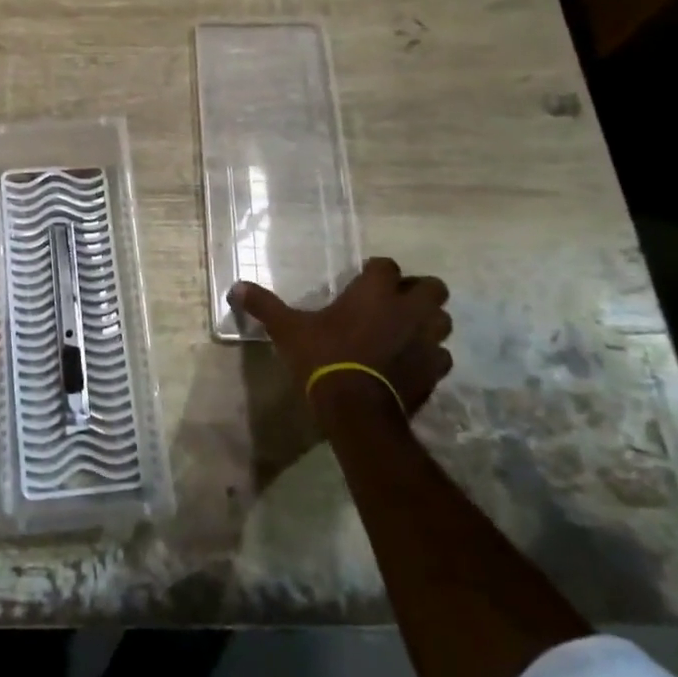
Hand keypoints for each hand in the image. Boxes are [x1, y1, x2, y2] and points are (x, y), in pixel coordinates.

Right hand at [232, 257, 451, 417]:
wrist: (358, 411)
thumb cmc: (323, 359)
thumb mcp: (288, 330)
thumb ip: (265, 306)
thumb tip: (235, 287)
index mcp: (375, 291)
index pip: (386, 265)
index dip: (376, 272)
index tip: (362, 282)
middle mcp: (408, 309)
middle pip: (432, 287)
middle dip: (418, 291)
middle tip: (394, 303)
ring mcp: (427, 340)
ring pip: (443, 320)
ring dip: (429, 322)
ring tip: (407, 331)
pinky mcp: (435, 370)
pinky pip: (442, 355)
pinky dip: (431, 356)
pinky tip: (412, 363)